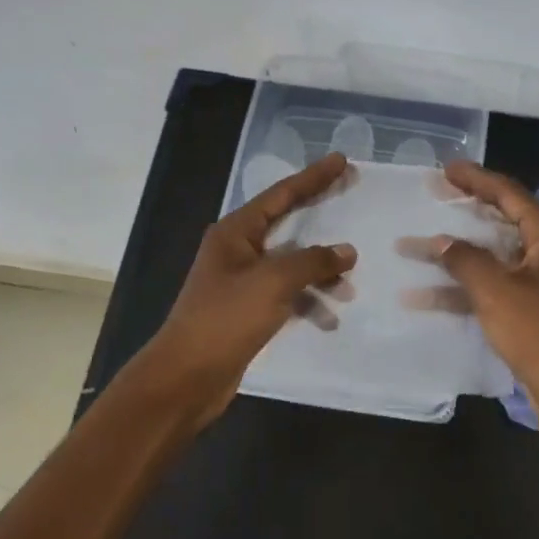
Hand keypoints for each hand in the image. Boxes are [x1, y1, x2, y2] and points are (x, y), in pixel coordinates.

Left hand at [145, 152, 357, 415]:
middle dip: (320, 215)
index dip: (313, 177)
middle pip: (287, 223)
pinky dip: (308, 301)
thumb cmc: (226, 319)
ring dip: (319, 271)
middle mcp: (237, 250)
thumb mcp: (273, 282)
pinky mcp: (248, 311)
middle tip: (351, 195)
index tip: (341, 160)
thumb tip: (346, 251)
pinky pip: (287, 294)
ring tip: (350, 282)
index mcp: (235, 232)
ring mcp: (242, 282)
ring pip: (290, 264)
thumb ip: (312, 262)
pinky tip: (329, 317)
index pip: (281, 195)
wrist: (187, 377)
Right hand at [419, 160, 538, 443]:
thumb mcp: (497, 292)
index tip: (446, 169)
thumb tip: (441, 241)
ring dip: (457, 256)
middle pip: (503, 222)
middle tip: (432, 198)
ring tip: (415, 249)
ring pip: (495, 258)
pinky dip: (466, 289)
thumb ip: (466, 260)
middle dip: (464, 213)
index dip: (476, 179)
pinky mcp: (537, 312)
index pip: (510, 194)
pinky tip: (428, 296)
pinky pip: (496, 288)